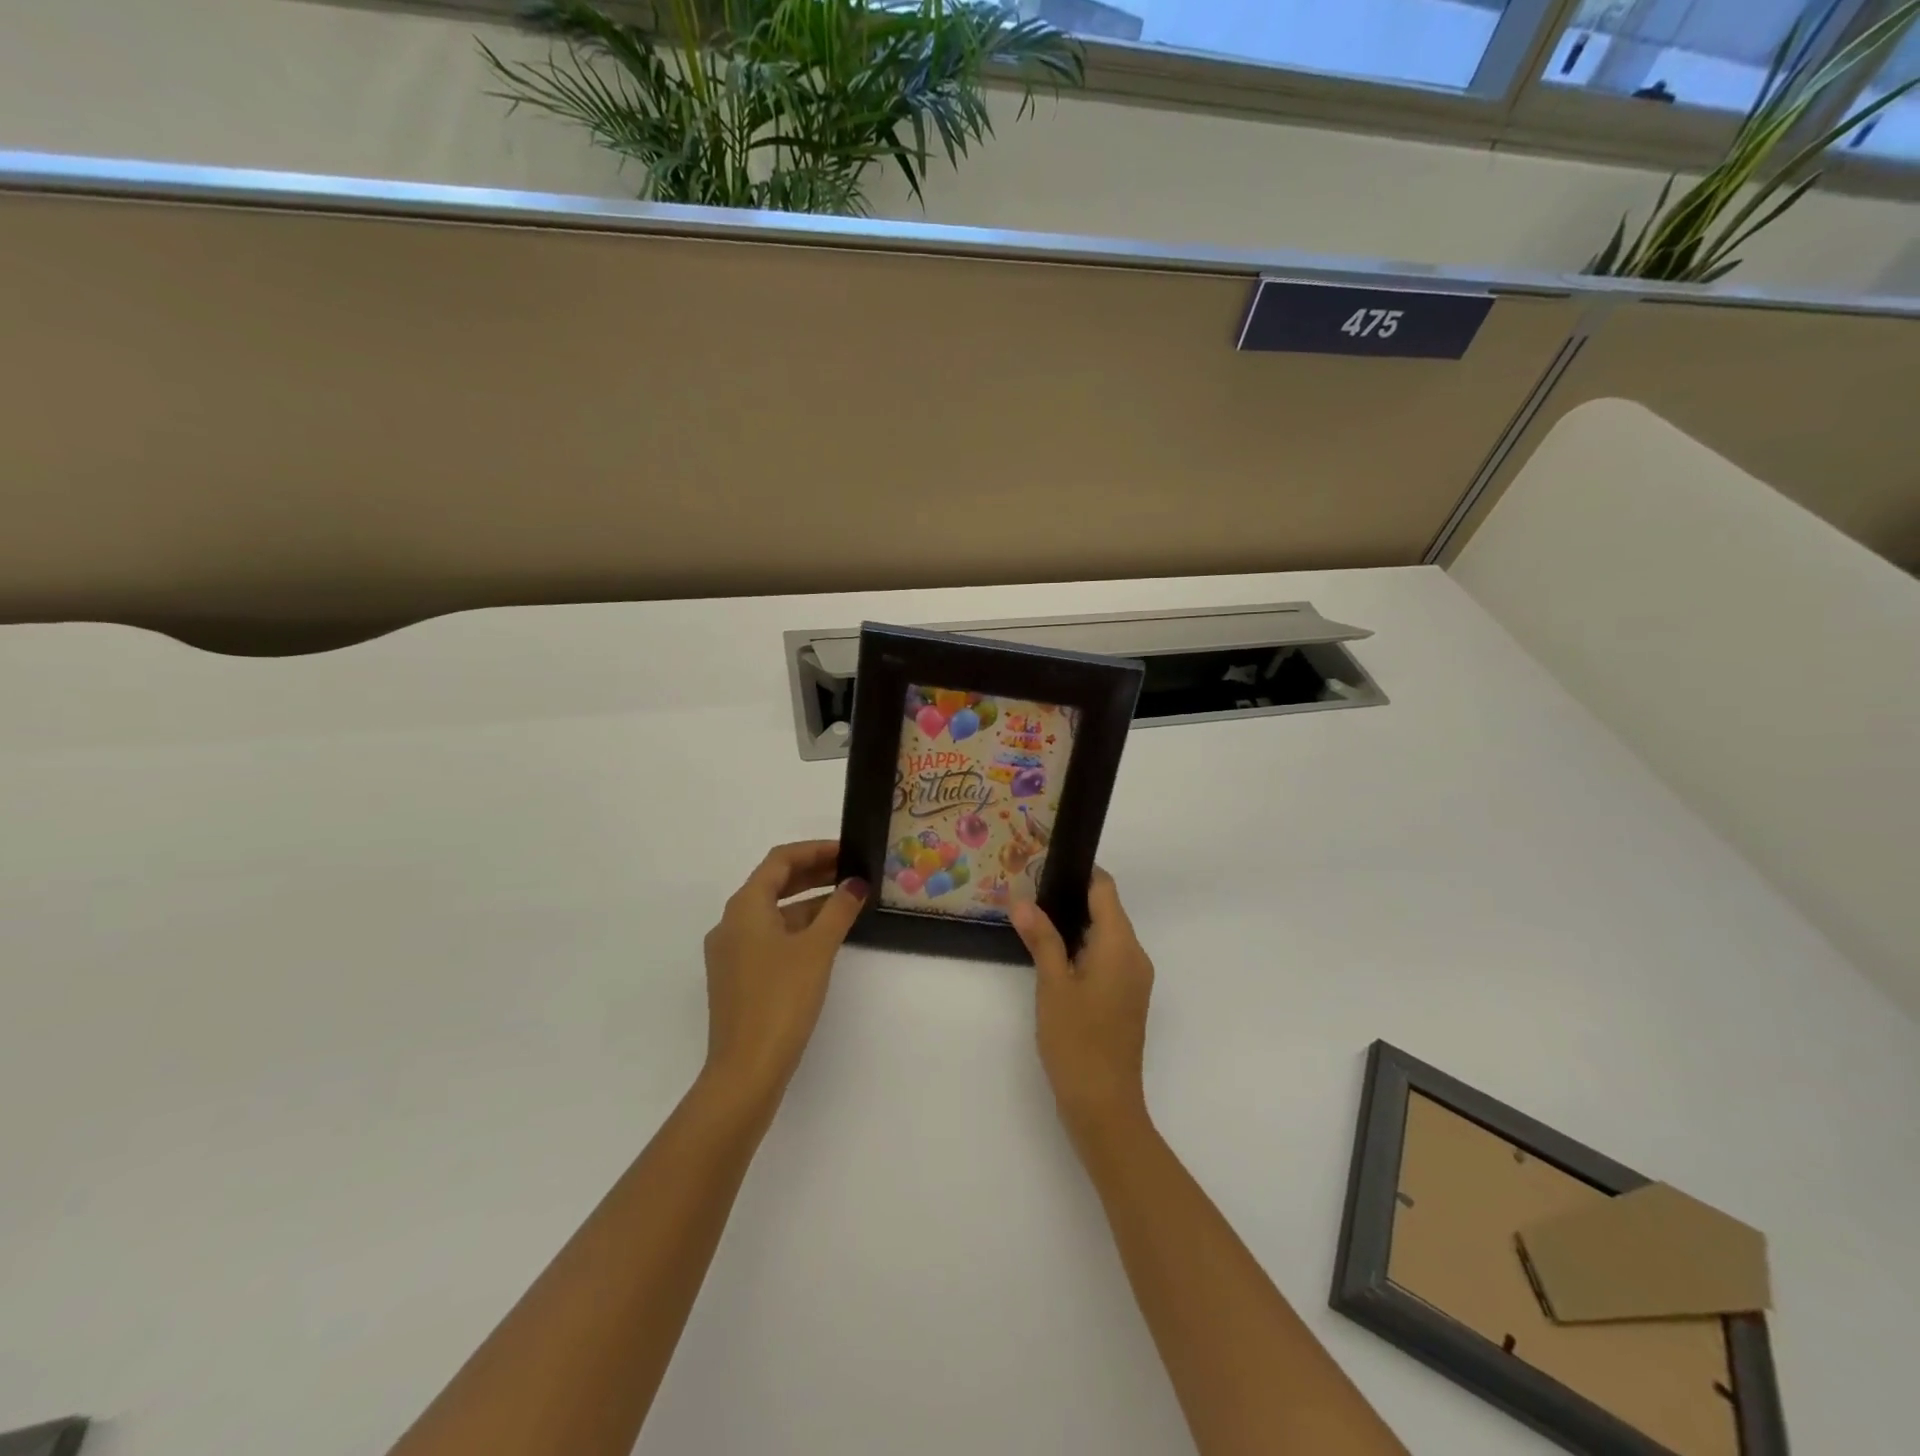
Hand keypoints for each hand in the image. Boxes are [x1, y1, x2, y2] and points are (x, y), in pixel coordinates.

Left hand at [700, 841, 867, 1115]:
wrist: (746, 1070)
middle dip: (814, 874)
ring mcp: (731, 953)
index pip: (780, 861)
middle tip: (852, 872)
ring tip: (847, 903)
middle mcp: (731, 923)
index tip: (848, 851)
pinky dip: (797, 928)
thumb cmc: (781, 1000)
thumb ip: (839, 910)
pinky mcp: (737, 978)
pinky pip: (769, 937)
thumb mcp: (817, 949)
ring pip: (773, 913)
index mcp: (745, 907)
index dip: (815, 850)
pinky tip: (825, 938)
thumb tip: (855, 883)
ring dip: (808, 902)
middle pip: (774, 883)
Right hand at [1010, 869, 1154, 1146]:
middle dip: (1071, 898)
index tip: (1045, 866)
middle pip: (1107, 910)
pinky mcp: (1126, 998)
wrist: (1104, 1107)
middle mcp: (1135, 956)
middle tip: (1029, 891)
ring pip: (1105, 934)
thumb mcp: (1053, 986)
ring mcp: (1133, 979)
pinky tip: (1051, 954)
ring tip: (1034, 918)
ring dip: (1074, 924)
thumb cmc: (1078, 1042)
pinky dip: (1082, 948)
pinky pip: (1106, 957)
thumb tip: (1023, 900)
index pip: (1105, 890)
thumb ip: (1041, 939)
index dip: (1079, 873)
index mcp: (1121, 946)